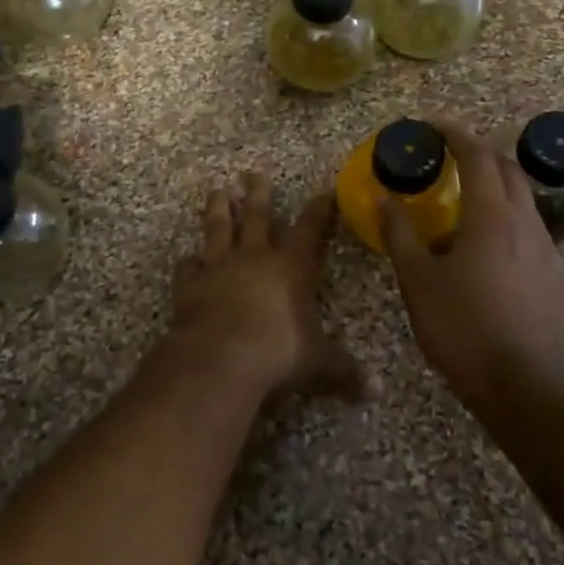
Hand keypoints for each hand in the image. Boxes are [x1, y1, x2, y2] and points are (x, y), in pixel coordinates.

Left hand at [167, 173, 357, 398]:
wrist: (221, 356)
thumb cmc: (278, 352)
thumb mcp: (318, 363)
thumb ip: (344, 371)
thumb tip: (376, 392)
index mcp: (291, 267)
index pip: (310, 229)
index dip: (320, 210)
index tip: (324, 192)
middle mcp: (255, 257)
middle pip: (258, 216)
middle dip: (258, 193)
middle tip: (252, 172)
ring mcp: (219, 267)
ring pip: (218, 229)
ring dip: (218, 209)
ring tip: (216, 190)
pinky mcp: (190, 284)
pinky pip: (188, 267)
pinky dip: (188, 262)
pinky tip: (187, 258)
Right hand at [378, 123, 563, 406]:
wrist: (523, 384)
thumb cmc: (462, 327)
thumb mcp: (417, 281)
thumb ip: (400, 235)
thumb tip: (385, 199)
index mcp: (491, 216)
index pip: (476, 155)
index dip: (453, 133)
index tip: (430, 126)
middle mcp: (525, 222)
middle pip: (508, 168)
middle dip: (478, 152)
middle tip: (447, 157)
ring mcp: (547, 249)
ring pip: (523, 199)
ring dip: (495, 186)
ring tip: (464, 202)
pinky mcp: (556, 275)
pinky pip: (531, 230)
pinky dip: (507, 219)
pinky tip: (488, 248)